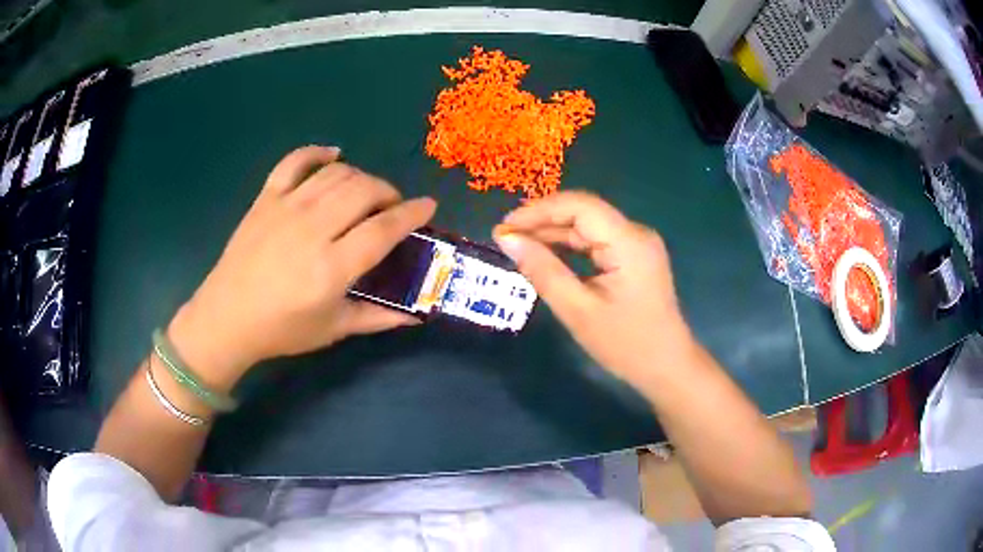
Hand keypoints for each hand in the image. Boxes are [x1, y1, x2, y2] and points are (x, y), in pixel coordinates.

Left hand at [168, 146, 436, 388]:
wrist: (227, 317)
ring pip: (337, 173)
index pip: (382, 229)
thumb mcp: (333, 329)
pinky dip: (317, 152)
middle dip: (389, 193)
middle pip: (364, 191)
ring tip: (366, 193)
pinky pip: (295, 161)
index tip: (428, 206)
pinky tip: (333, 155)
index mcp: (331, 268)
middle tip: (392, 208)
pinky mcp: (266, 198)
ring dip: (361, 177)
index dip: (411, 214)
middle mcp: (312, 229)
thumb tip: (417, 315)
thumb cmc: (281, 330)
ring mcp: (287, 208)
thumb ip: (377, 317)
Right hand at [494, 191, 693, 389]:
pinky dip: (570, 246)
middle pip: (583, 212)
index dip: (538, 210)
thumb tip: (507, 239)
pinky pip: (596, 241)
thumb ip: (542, 271)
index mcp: (629, 242)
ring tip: (518, 245)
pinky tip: (546, 254)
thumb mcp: (578, 310)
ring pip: (588, 226)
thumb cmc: (625, 344)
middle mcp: (636, 233)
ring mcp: (637, 244)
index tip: (504, 228)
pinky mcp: (634, 256)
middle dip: (542, 221)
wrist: (666, 367)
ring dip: (553, 233)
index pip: (579, 206)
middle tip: (505, 238)